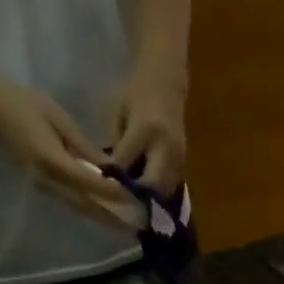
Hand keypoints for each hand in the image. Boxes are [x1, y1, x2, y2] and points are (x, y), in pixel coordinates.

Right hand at [0, 77, 136, 225]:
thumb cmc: (23, 104)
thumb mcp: (58, 117)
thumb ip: (84, 146)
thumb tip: (110, 169)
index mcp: (51, 160)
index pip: (89, 182)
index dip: (113, 193)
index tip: (135, 199)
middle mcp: (48, 180)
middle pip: (87, 204)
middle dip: (113, 216)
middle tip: (138, 224)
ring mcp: (45, 186)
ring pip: (80, 208)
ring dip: (105, 218)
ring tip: (128, 225)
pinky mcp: (45, 187)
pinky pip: (73, 202)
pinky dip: (93, 209)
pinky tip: (109, 213)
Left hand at [106, 69, 187, 194]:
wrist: (166, 82)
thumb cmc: (135, 92)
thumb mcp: (117, 112)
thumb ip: (116, 144)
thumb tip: (110, 174)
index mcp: (145, 130)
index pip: (125, 164)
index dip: (112, 177)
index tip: (100, 186)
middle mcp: (166, 147)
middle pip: (151, 185)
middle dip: (134, 196)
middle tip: (119, 201)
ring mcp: (178, 157)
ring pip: (163, 191)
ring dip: (148, 198)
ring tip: (132, 201)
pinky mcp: (183, 163)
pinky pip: (169, 186)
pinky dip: (156, 192)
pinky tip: (144, 192)